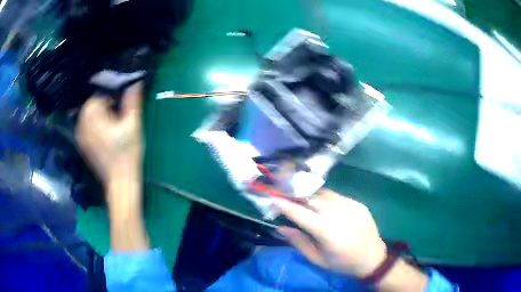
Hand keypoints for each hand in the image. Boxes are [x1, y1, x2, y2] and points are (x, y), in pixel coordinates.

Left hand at [76, 82, 143, 184]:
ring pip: (88, 116)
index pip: (98, 96)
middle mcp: (82, 125)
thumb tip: (136, 82)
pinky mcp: (83, 146)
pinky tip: (104, 134)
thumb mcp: (133, 124)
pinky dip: (93, 125)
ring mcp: (81, 137)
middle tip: (117, 116)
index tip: (121, 107)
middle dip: (104, 105)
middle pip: (91, 105)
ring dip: (98, 114)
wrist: (120, 182)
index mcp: (93, 117)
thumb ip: (132, 101)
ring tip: (112, 125)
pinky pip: (85, 127)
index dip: (111, 97)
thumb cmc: (127, 153)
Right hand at [276, 189, 386, 277]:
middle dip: (297, 197)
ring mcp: (351, 206)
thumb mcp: (318, 259)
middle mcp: (339, 215)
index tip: (272, 199)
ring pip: (325, 194)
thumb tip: (280, 227)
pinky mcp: (358, 203)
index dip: (285, 205)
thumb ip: (299, 242)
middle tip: (287, 198)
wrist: (373, 257)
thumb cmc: (342, 263)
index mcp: (328, 232)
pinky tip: (324, 206)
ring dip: (311, 196)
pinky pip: (337, 196)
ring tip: (304, 201)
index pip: (301, 214)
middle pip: (312, 199)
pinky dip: (326, 198)